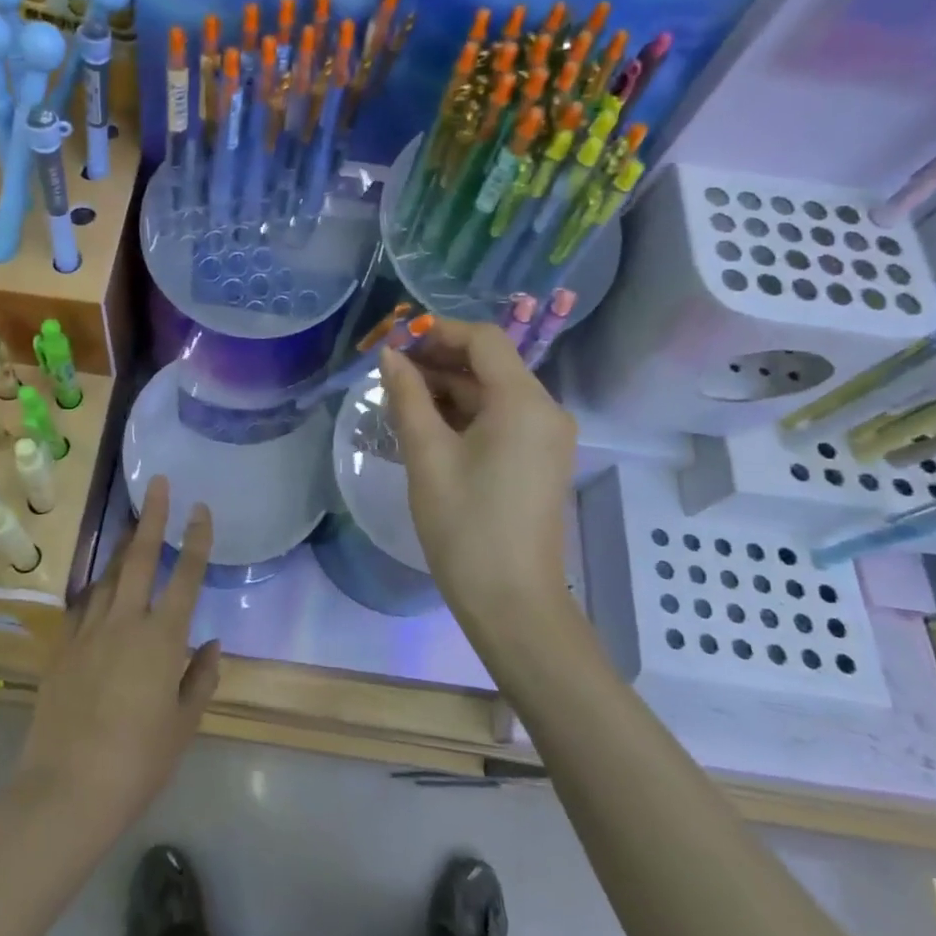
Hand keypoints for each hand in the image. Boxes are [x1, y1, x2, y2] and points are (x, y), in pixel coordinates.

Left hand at [14, 478, 219, 843]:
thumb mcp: (182, 726)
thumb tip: (210, 644)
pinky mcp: (61, 649)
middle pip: (140, 558)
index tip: (201, 508)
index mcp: (161, 639)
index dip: (196, 540)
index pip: (185, 577)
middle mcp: (125, 623)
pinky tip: (100, 588)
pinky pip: (83, 607)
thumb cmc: (136, 762)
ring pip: (109, 577)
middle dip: (152, 517)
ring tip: (133, 527)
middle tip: (158, 484)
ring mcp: (88, 632)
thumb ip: (199, 679)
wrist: (64, 790)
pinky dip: (97, 590)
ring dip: (123, 548)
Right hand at [380, 320, 580, 633]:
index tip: (395, 340)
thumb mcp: (427, 455)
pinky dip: (465, 413)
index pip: (483, 340)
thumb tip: (390, 356)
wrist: (512, 603)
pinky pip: (501, 418)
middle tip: (389, 368)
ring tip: (399, 396)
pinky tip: (427, 422)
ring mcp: (546, 437)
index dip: (438, 331)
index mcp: (524, 402)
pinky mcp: (539, 459)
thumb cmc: (465, 526)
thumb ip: (407, 396)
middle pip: (490, 363)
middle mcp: (545, 410)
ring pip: (493, 392)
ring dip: (449, 387)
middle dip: (439, 358)